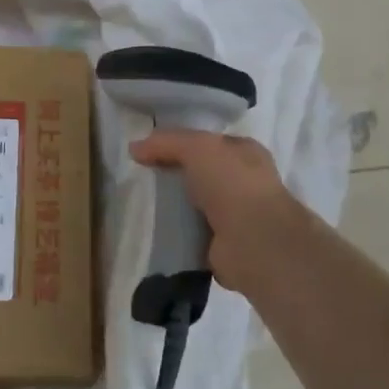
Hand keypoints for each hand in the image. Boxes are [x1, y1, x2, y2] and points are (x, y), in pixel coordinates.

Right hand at [130, 130, 317, 294]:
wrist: (253, 240)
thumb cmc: (232, 183)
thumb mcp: (197, 148)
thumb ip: (166, 143)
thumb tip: (134, 148)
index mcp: (247, 154)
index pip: (211, 143)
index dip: (183, 143)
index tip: (152, 150)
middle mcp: (245, 183)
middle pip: (203, 174)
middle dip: (178, 176)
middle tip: (144, 177)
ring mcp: (237, 217)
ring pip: (198, 205)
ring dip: (176, 207)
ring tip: (144, 205)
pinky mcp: (224, 246)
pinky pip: (193, 234)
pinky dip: (178, 234)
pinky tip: (155, 231)